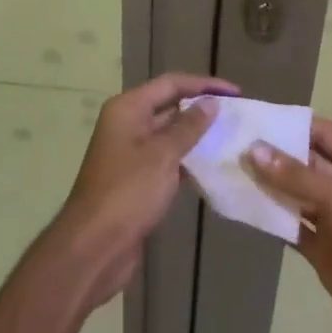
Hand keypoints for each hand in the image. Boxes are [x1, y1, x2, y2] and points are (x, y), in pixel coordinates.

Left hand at [51, 72, 237, 310]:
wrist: (94, 249)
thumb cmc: (128, 193)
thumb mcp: (162, 155)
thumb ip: (188, 127)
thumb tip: (211, 102)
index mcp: (128, 109)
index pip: (171, 84)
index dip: (204, 84)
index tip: (236, 92)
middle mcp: (128, 124)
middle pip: (170, 106)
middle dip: (202, 109)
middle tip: (237, 115)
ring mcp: (131, 154)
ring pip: (170, 136)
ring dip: (197, 137)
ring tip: (232, 139)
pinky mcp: (138, 181)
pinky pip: (168, 161)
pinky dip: (188, 161)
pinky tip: (214, 168)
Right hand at [246, 118, 331, 332]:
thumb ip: (296, 176)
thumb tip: (253, 149)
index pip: (320, 132)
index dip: (288, 125)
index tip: (251, 119)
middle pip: (304, 162)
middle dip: (272, 156)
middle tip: (231, 145)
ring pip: (294, 194)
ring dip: (268, 186)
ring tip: (229, 172)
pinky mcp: (322, 247)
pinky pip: (292, 225)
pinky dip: (271, 217)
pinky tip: (243, 208)